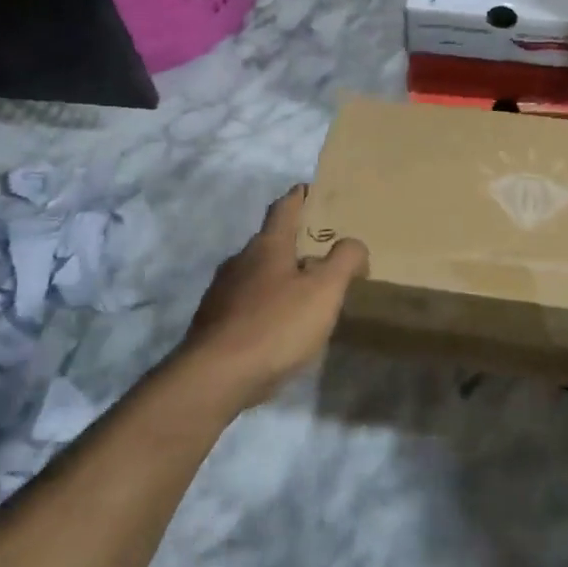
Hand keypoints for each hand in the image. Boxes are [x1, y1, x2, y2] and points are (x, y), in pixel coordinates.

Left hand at [181, 185, 368, 406]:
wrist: (215, 377)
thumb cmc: (275, 326)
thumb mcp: (324, 291)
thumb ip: (344, 261)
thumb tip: (354, 243)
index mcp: (267, 246)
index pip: (284, 208)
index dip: (300, 196)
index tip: (310, 189)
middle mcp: (240, 260)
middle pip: (270, 241)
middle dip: (294, 242)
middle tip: (322, 250)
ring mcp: (222, 291)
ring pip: (256, 273)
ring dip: (280, 275)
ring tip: (304, 291)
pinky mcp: (214, 321)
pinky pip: (246, 302)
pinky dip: (266, 304)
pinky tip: (279, 325)